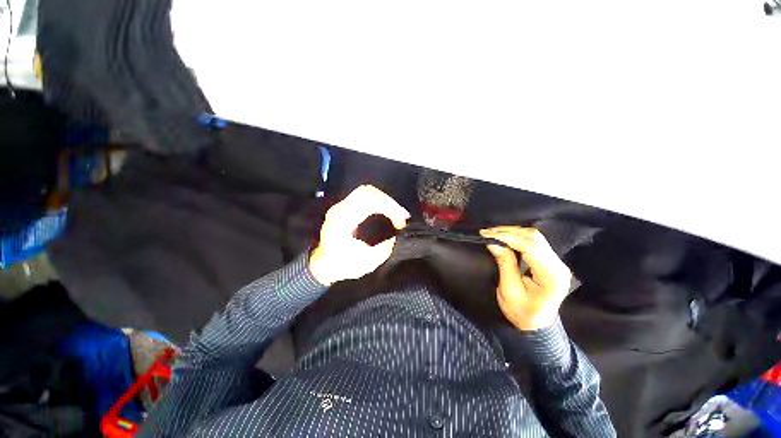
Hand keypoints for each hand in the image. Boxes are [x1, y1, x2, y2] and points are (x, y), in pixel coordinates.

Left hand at [310, 185, 409, 285]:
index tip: (402, 220)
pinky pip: (363, 196)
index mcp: (343, 221)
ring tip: (396, 212)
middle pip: (368, 192)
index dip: (390, 207)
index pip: (369, 202)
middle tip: (402, 215)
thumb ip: (384, 249)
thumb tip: (396, 236)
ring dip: (384, 199)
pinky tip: (386, 209)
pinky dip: (378, 200)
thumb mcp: (366, 263)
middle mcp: (340, 209)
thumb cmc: (341, 265)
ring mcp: (340, 206)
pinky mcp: (344, 207)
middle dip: (389, 202)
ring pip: (366, 191)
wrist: (321, 264)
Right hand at [481, 227, 572, 330]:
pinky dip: (517, 236)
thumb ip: (505, 264)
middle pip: (534, 238)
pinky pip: (534, 241)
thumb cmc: (522, 312)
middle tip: (487, 232)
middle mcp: (558, 266)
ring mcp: (556, 262)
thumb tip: (493, 243)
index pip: (530, 247)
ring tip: (492, 233)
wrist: (537, 323)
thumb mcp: (509, 291)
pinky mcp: (550, 260)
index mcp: (551, 276)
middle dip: (508, 232)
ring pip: (534, 236)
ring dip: (512, 232)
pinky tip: (504, 236)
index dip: (508, 238)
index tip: (488, 235)